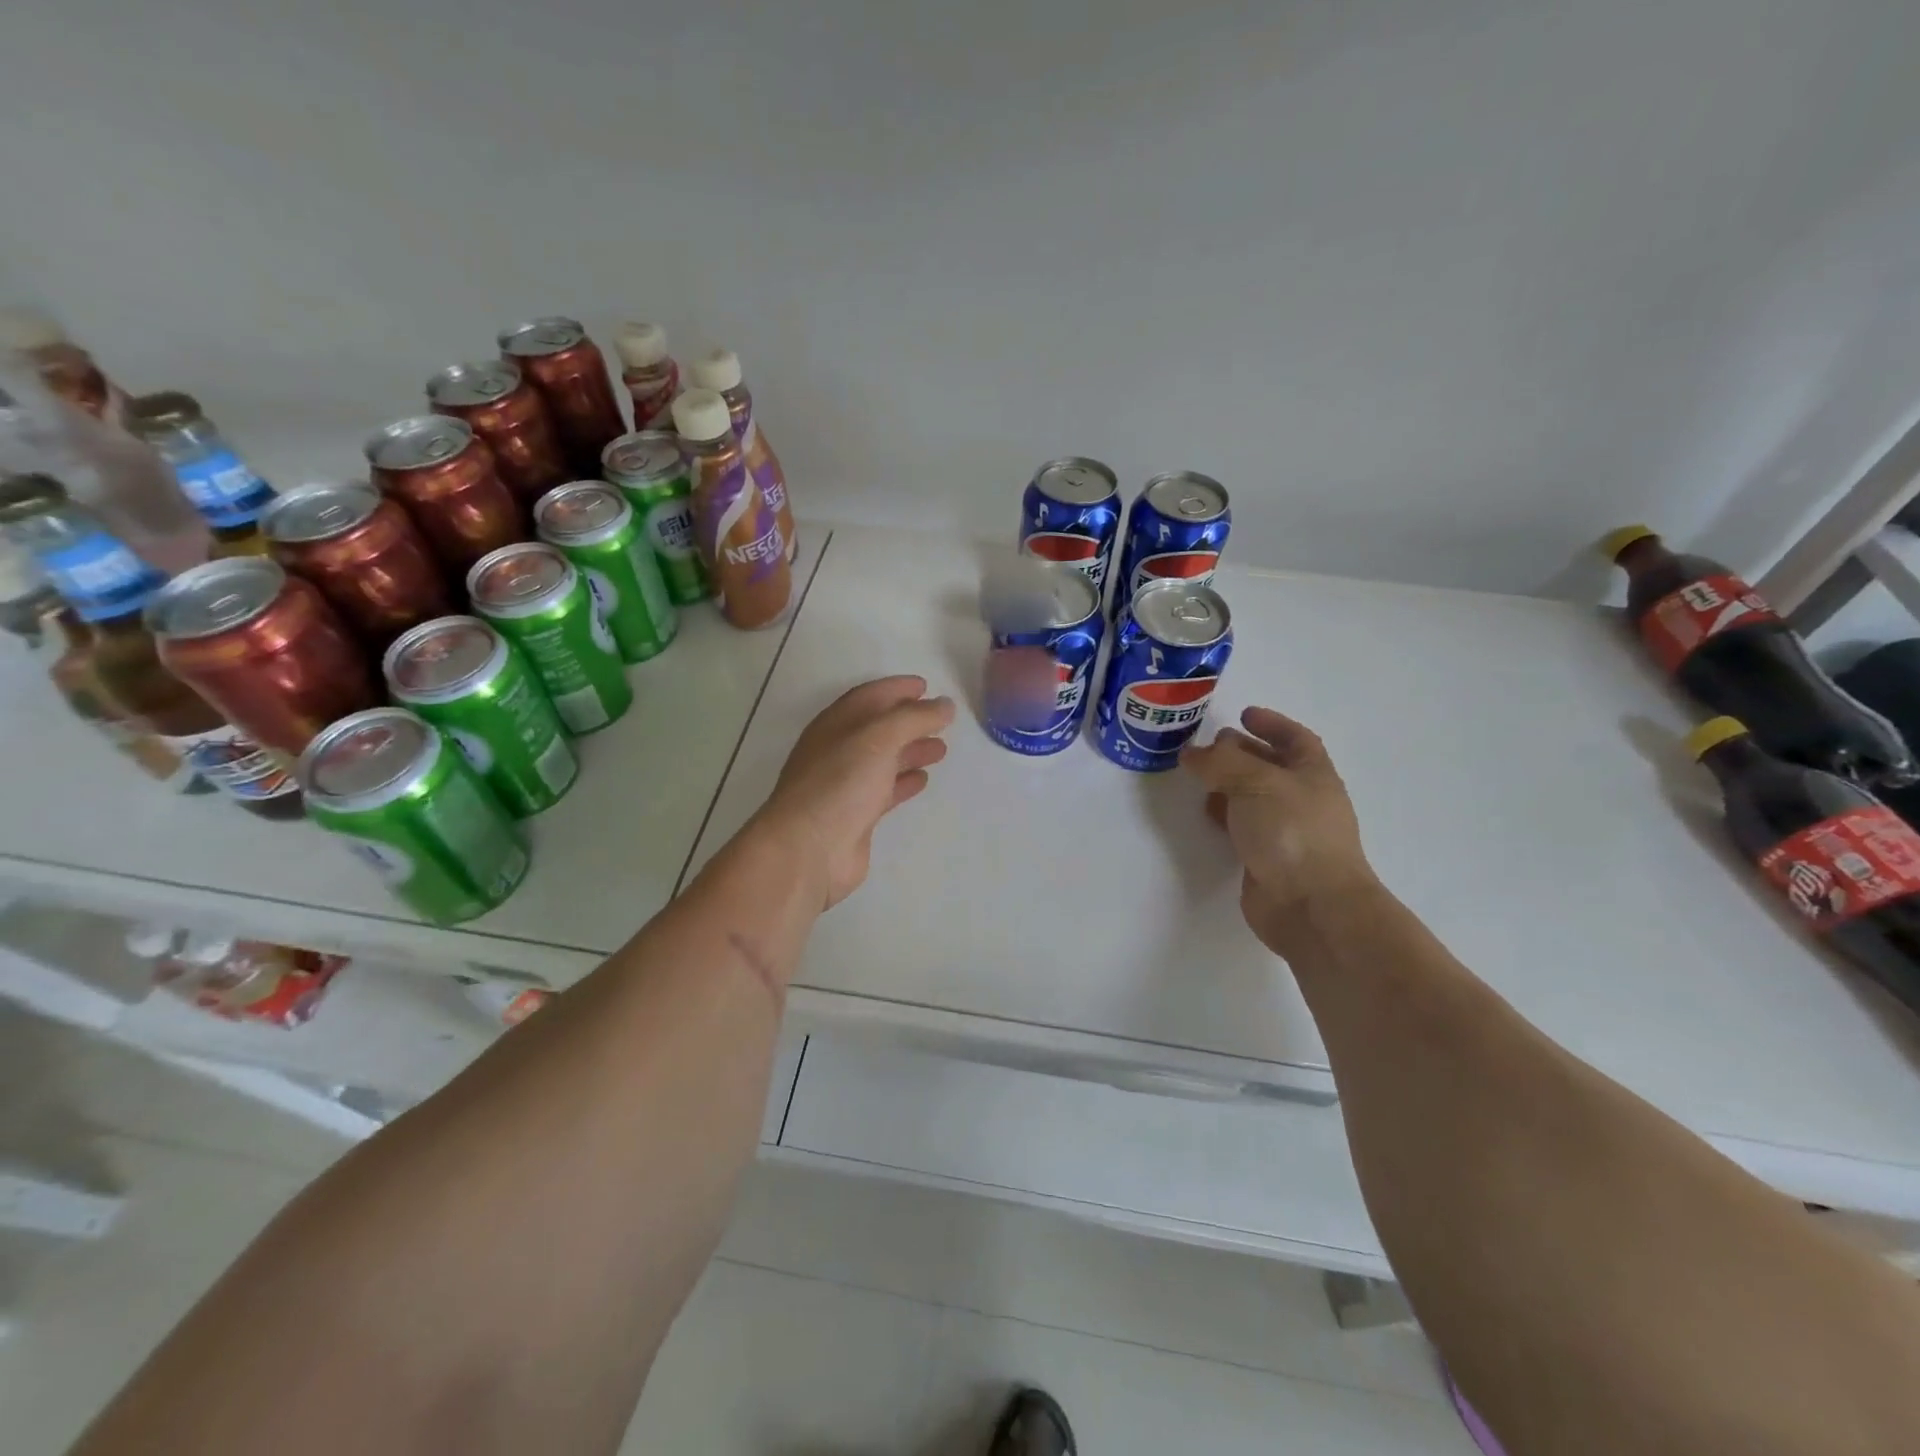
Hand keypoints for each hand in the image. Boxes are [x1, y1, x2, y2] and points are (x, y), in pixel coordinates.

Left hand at [755, 676, 954, 910]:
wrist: (809, 849)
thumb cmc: (840, 783)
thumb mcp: (879, 738)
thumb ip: (914, 718)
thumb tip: (945, 705)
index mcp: (836, 725)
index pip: (869, 697)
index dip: (897, 689)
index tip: (926, 686)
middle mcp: (838, 751)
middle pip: (877, 728)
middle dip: (909, 721)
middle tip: (942, 719)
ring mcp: (845, 785)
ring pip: (883, 760)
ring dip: (910, 751)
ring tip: (940, 749)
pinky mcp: (855, 816)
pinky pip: (884, 790)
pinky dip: (903, 782)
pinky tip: (922, 780)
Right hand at [1180, 707, 1379, 955]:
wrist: (1310, 905)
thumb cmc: (1292, 832)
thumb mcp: (1255, 782)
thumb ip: (1220, 763)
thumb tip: (1191, 753)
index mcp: (1313, 774)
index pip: (1295, 739)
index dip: (1272, 724)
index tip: (1244, 714)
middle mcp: (1302, 799)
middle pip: (1272, 766)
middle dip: (1242, 752)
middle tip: (1211, 745)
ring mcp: (1286, 831)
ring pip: (1254, 797)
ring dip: (1229, 783)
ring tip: (1200, 776)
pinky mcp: (1266, 858)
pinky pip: (1243, 826)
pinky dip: (1224, 814)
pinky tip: (1206, 812)